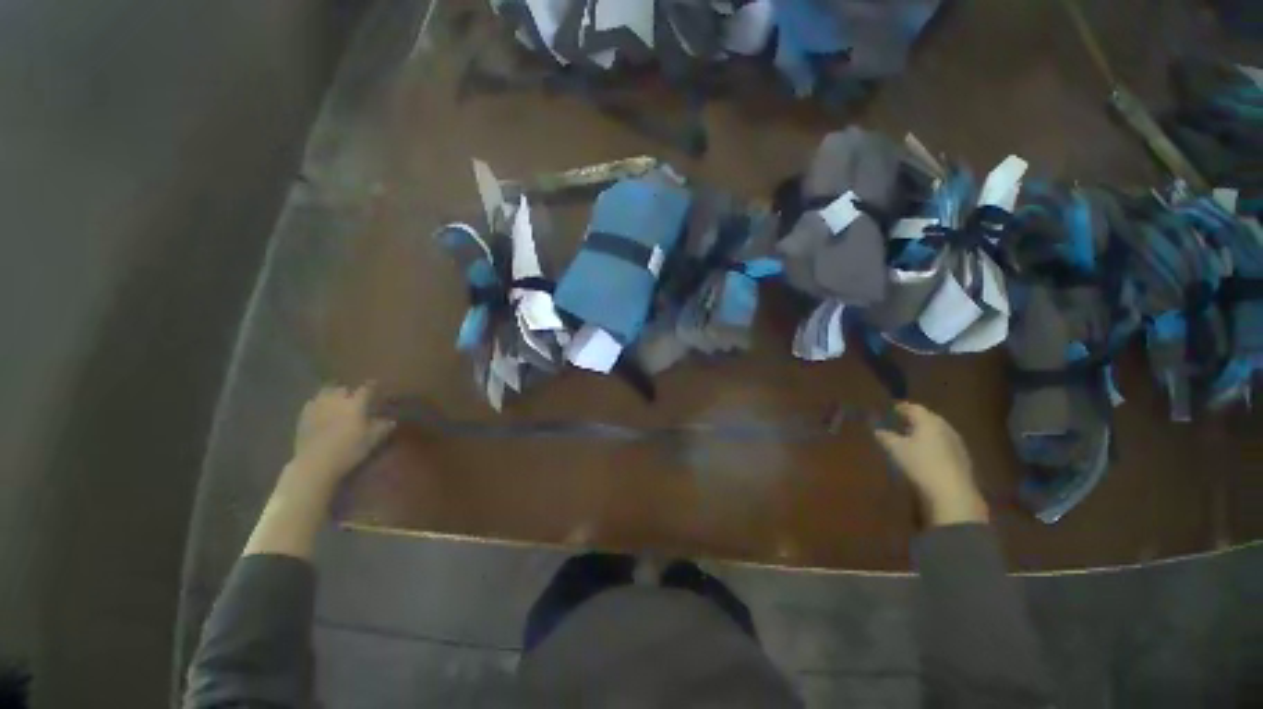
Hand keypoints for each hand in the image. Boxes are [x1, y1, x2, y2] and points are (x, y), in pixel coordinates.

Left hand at [288, 384, 395, 486]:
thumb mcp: (373, 439)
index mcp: (356, 403)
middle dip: (349, 391)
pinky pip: (311, 403)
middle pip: (343, 388)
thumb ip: (383, 427)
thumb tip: (391, 420)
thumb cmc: (350, 449)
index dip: (373, 386)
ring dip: (332, 394)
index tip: (377, 386)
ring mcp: (317, 406)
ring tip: (336, 400)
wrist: (315, 463)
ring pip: (325, 392)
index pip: (367, 388)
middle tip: (354, 397)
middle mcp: (336, 400)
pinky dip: (318, 403)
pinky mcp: (303, 417)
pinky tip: (320, 410)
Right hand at [874, 402, 987, 525]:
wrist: (952, 493)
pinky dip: (932, 445)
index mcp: (929, 421)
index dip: (901, 408)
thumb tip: (878, 430)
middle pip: (928, 418)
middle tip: (899, 423)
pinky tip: (925, 454)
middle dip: (913, 419)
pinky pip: (943, 445)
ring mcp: (956, 443)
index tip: (890, 410)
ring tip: (909, 439)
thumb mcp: (895, 449)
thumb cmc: (920, 464)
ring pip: (937, 432)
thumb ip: (886, 436)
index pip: (914, 408)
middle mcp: (945, 428)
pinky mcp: (962, 459)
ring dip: (924, 433)